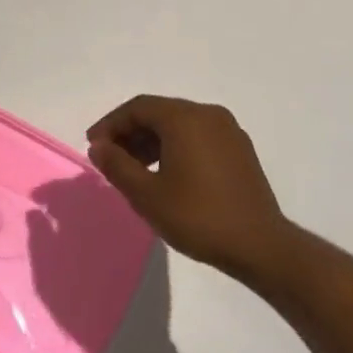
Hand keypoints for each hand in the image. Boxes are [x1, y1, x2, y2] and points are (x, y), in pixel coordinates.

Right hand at [86, 95, 295, 278]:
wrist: (259, 245)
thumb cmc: (197, 217)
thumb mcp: (147, 194)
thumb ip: (117, 165)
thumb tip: (99, 146)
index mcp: (185, 118)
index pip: (138, 108)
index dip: (110, 124)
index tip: (93, 147)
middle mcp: (208, 114)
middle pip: (159, 113)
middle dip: (130, 133)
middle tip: (109, 159)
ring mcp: (228, 131)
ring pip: (179, 125)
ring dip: (151, 141)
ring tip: (133, 170)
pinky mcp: (239, 149)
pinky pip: (198, 137)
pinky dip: (174, 147)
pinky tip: (165, 174)